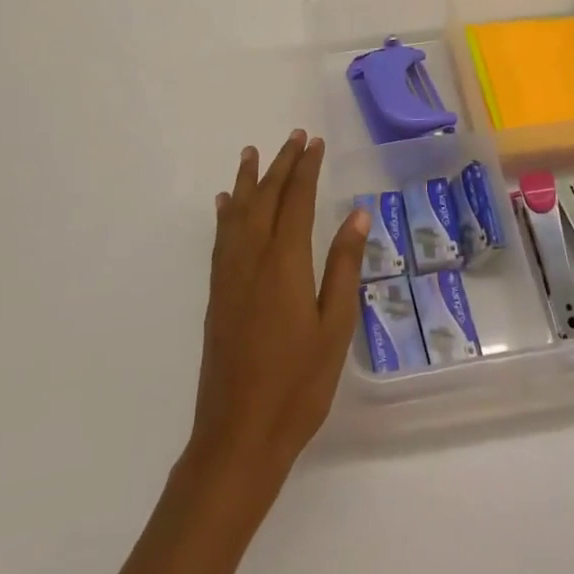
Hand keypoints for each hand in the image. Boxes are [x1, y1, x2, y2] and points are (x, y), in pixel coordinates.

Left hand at [188, 131, 369, 498]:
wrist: (237, 436)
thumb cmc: (297, 385)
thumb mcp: (335, 328)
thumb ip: (344, 267)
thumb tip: (357, 215)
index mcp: (285, 263)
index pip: (297, 200)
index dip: (306, 169)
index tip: (315, 143)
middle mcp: (253, 258)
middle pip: (266, 198)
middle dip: (281, 164)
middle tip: (294, 137)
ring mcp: (230, 276)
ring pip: (239, 213)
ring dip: (249, 180)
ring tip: (253, 152)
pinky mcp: (217, 294)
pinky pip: (221, 238)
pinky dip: (226, 213)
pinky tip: (226, 204)